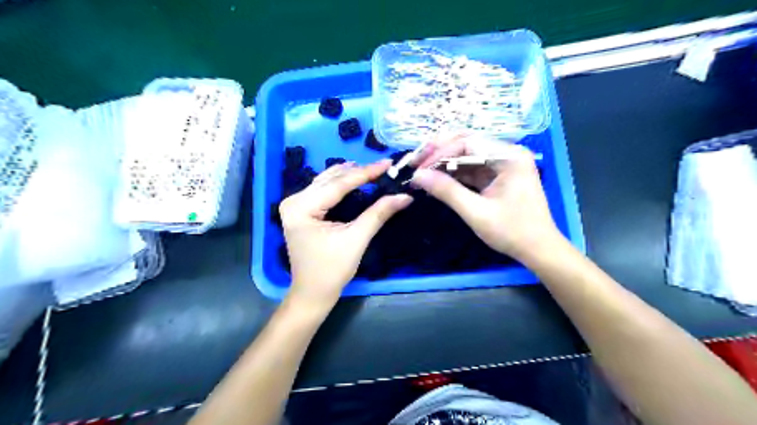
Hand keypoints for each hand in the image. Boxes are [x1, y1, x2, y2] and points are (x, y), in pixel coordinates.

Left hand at [277, 159, 411, 307]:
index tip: (387, 163)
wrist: (313, 293)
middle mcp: (293, 201)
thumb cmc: (332, 270)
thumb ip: (378, 214)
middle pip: (330, 181)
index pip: (338, 185)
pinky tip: (353, 178)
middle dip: (358, 173)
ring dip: (349, 175)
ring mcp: (295, 205)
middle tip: (383, 166)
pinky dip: (339, 184)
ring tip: (372, 169)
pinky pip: (322, 190)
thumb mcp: (356, 239)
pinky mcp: (300, 211)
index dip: (366, 173)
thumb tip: (404, 196)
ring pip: (325, 182)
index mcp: (301, 208)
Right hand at [414, 137, 560, 262]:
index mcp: (509, 156)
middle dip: (439, 152)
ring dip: (444, 162)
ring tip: (421, 171)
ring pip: (467, 155)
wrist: (539, 250)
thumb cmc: (512, 231)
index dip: (439, 154)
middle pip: (466, 143)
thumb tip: (417, 176)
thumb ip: (447, 191)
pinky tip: (437, 179)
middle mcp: (507, 153)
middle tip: (415, 162)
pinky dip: (454, 173)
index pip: (467, 143)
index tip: (418, 170)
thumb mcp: (476, 212)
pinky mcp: (498, 175)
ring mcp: (503, 163)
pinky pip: (472, 168)